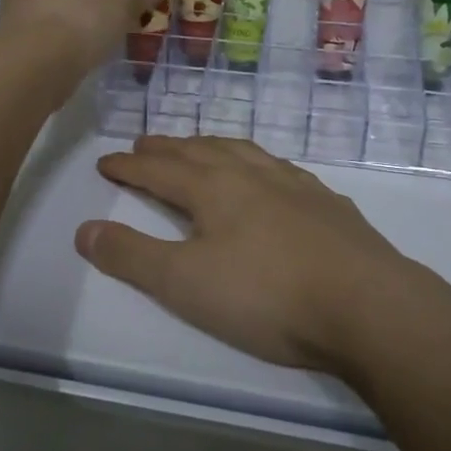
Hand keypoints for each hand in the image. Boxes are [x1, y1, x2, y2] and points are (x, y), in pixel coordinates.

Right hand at [73, 135, 419, 374]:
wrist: (367, 306)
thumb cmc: (267, 296)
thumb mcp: (185, 284)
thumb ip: (132, 256)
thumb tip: (84, 230)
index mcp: (213, 188)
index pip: (158, 169)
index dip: (128, 165)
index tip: (106, 160)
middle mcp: (252, 175)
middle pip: (200, 151)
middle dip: (167, 148)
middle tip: (145, 144)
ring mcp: (296, 186)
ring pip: (244, 152)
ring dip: (213, 146)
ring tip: (200, 147)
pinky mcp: (329, 205)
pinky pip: (282, 169)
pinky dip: (259, 164)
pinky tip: (270, 177)